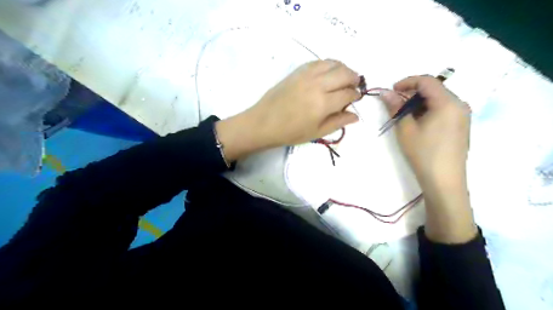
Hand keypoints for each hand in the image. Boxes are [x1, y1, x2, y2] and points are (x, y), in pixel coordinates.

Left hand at [214, 59, 360, 161]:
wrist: (264, 123)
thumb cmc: (290, 132)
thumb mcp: (317, 132)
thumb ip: (338, 122)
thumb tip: (356, 116)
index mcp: (323, 103)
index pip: (348, 94)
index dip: (355, 95)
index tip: (356, 98)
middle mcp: (318, 85)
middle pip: (345, 73)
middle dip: (354, 79)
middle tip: (354, 86)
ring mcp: (307, 75)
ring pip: (333, 63)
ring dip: (343, 69)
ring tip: (343, 78)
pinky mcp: (298, 71)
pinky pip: (319, 61)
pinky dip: (328, 64)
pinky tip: (328, 73)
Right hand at [380, 75, 474, 244]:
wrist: (444, 181)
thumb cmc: (423, 153)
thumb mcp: (405, 129)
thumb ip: (395, 107)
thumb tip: (385, 92)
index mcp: (448, 102)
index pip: (427, 81)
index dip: (407, 82)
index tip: (391, 91)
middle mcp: (460, 104)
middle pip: (434, 89)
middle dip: (412, 93)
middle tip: (395, 105)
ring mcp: (463, 116)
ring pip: (438, 99)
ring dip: (419, 103)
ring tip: (404, 116)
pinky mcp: (461, 126)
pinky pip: (443, 110)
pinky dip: (428, 110)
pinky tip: (418, 123)